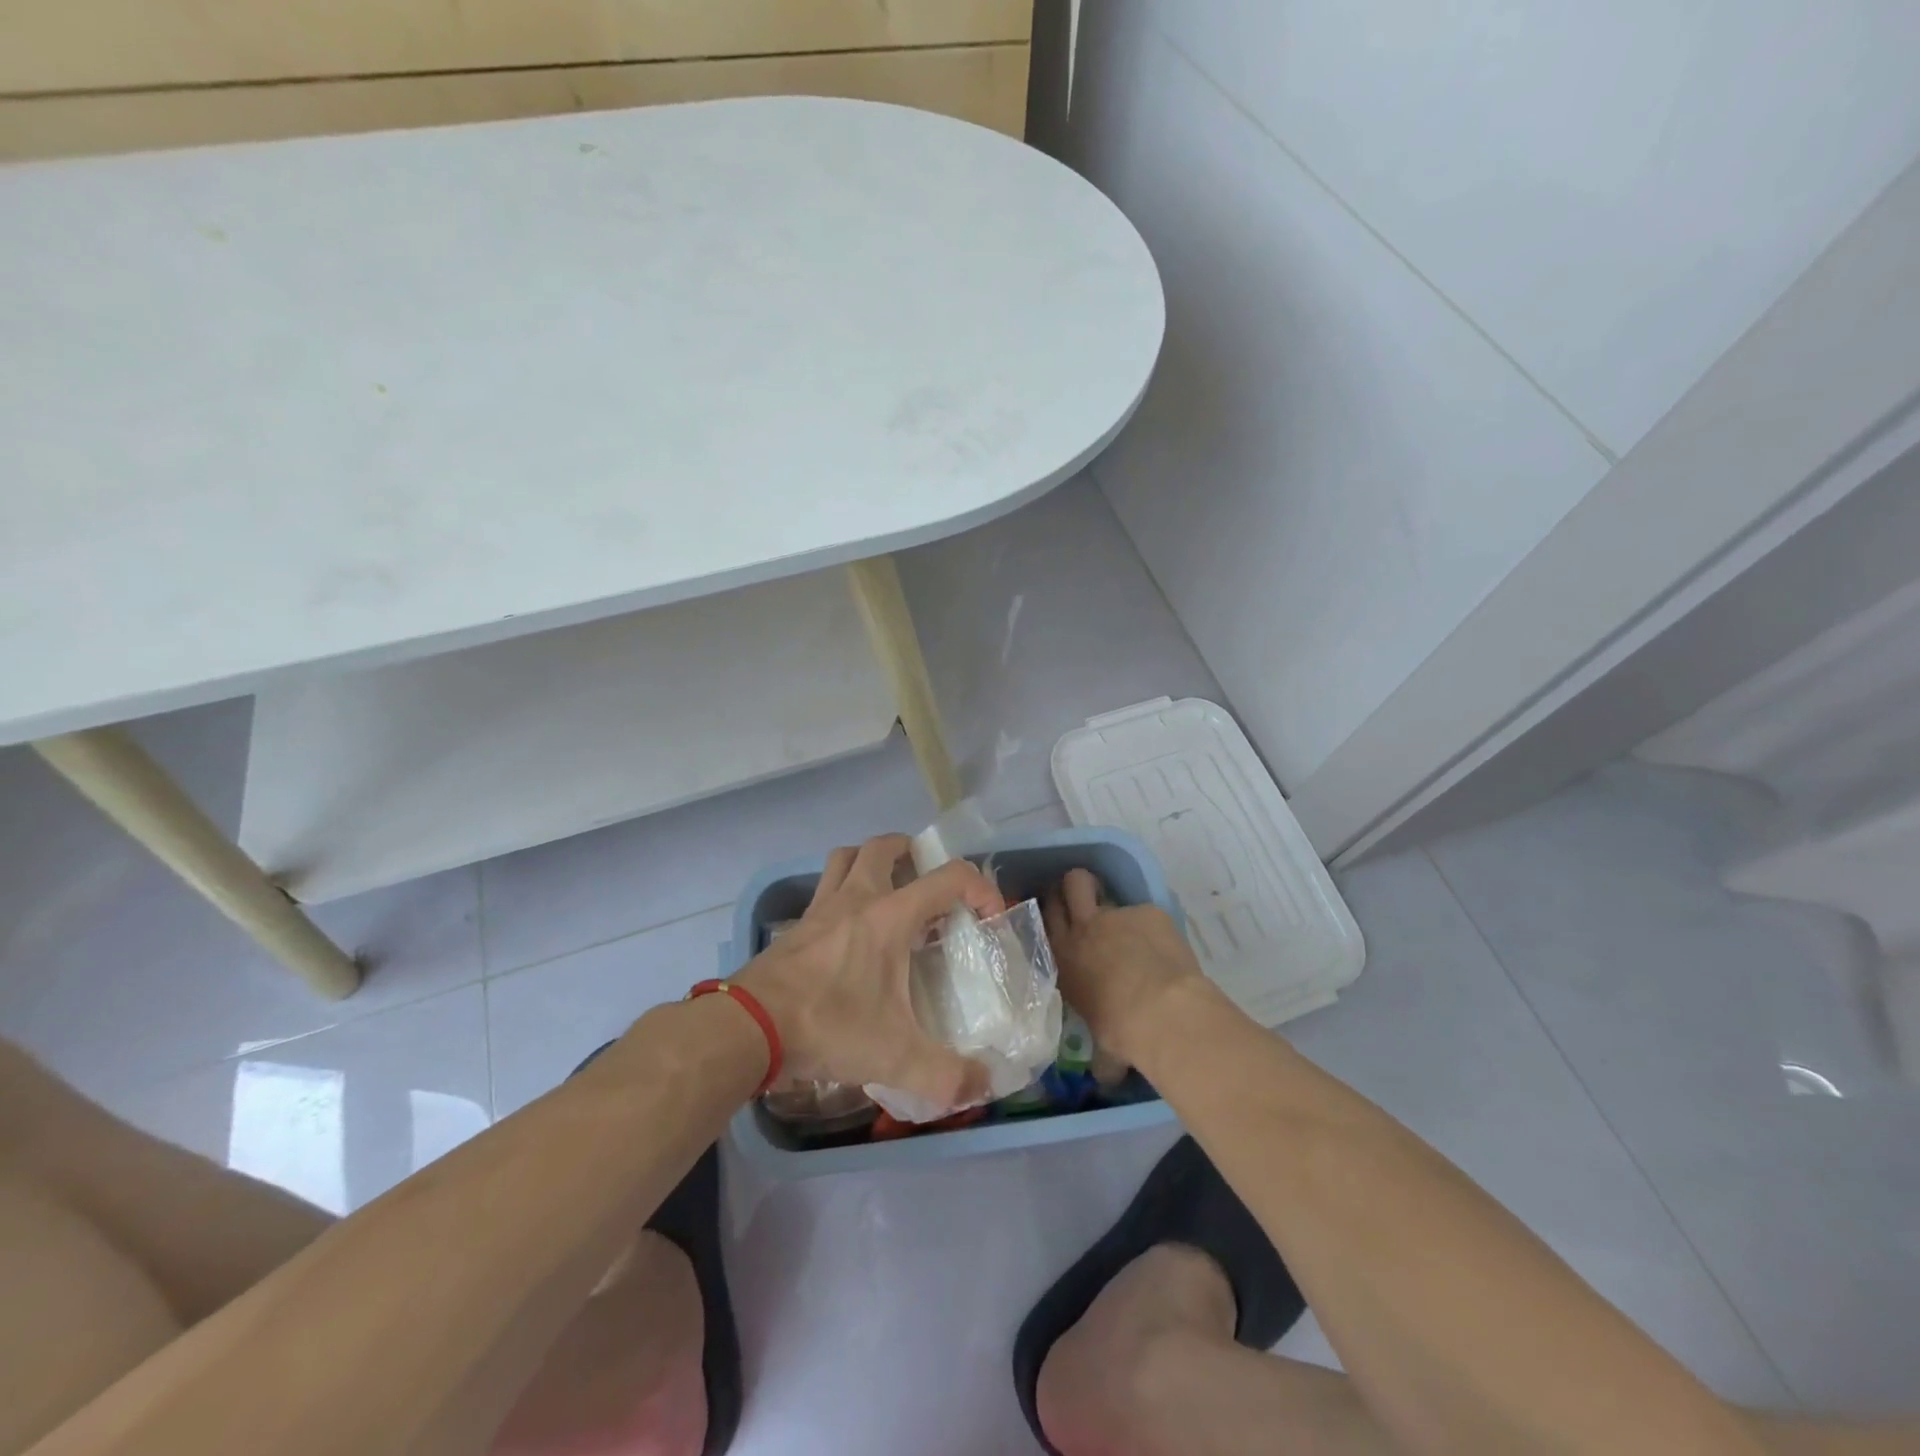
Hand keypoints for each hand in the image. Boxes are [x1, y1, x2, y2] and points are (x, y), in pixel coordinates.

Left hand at [735, 833, 1004, 1112]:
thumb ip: (947, 1075)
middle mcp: (855, 898)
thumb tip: (985, 1085)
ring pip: (845, 858)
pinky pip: (822, 891)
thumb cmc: (828, 1025)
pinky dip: (840, 895)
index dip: (980, 888)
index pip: (948, 877)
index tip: (989, 917)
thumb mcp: (895, 1056)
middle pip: (884, 847)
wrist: (748, 1027)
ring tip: (886, 890)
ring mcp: (819, 909)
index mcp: (889, 915)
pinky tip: (847, 932)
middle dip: (912, 852)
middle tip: (926, 879)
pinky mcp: (795, 928)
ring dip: (869, 862)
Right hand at [1043, 868, 1209, 1068]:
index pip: (1047, 916)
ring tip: (1134, 933)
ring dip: (1118, 913)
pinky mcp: (1149, 911)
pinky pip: (1146, 914)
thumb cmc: (1122, 1033)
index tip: (1061, 912)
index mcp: (1064, 958)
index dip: (1054, 908)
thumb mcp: (1100, 1045)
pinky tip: (1165, 950)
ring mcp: (1117, 915)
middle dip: (1075, 887)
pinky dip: (1153, 928)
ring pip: (1106, 894)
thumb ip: (1099, 1052)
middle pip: (1071, 884)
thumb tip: (1105, 1077)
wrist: (1162, 1012)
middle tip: (1087, 901)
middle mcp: (1084, 929)